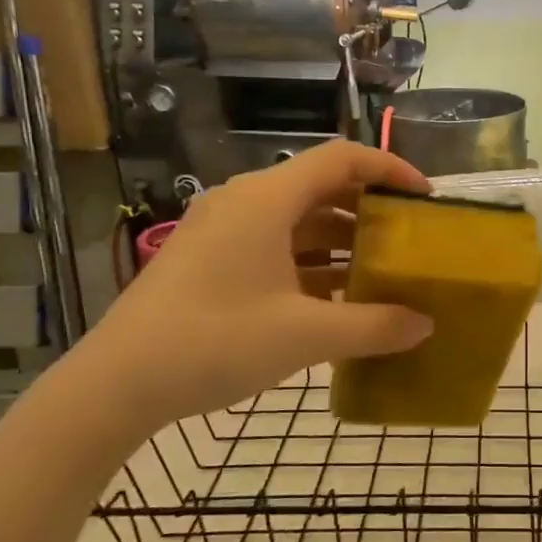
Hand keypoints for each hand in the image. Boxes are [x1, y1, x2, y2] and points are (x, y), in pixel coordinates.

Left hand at [76, 142, 434, 436]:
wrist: (116, 383)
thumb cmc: (214, 342)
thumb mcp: (305, 336)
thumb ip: (373, 326)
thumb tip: (425, 324)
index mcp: (267, 200)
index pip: (341, 158)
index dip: (389, 169)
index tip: (424, 198)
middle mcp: (245, 202)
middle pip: (321, 187)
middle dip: (369, 210)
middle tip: (408, 239)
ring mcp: (223, 231)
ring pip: (297, 220)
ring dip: (341, 241)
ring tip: (381, 272)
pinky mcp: (210, 259)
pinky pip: (275, 246)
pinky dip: (310, 263)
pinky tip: (336, 300)